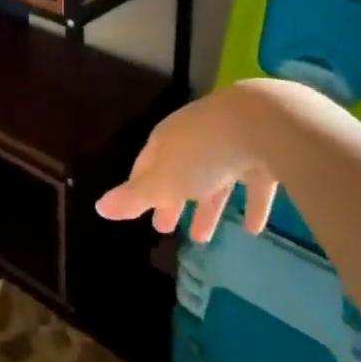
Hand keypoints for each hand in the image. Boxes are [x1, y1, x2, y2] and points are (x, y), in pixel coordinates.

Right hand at [96, 86, 277, 243]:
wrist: (262, 122)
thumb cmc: (202, 154)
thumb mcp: (162, 181)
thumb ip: (134, 197)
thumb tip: (98, 207)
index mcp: (166, 141)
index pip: (145, 165)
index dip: (139, 189)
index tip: (137, 211)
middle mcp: (194, 138)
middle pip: (178, 172)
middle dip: (171, 200)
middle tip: (164, 227)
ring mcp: (229, 143)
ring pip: (214, 179)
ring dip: (208, 208)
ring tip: (203, 239)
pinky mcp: (262, 152)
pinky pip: (252, 183)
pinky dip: (251, 205)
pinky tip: (252, 229)